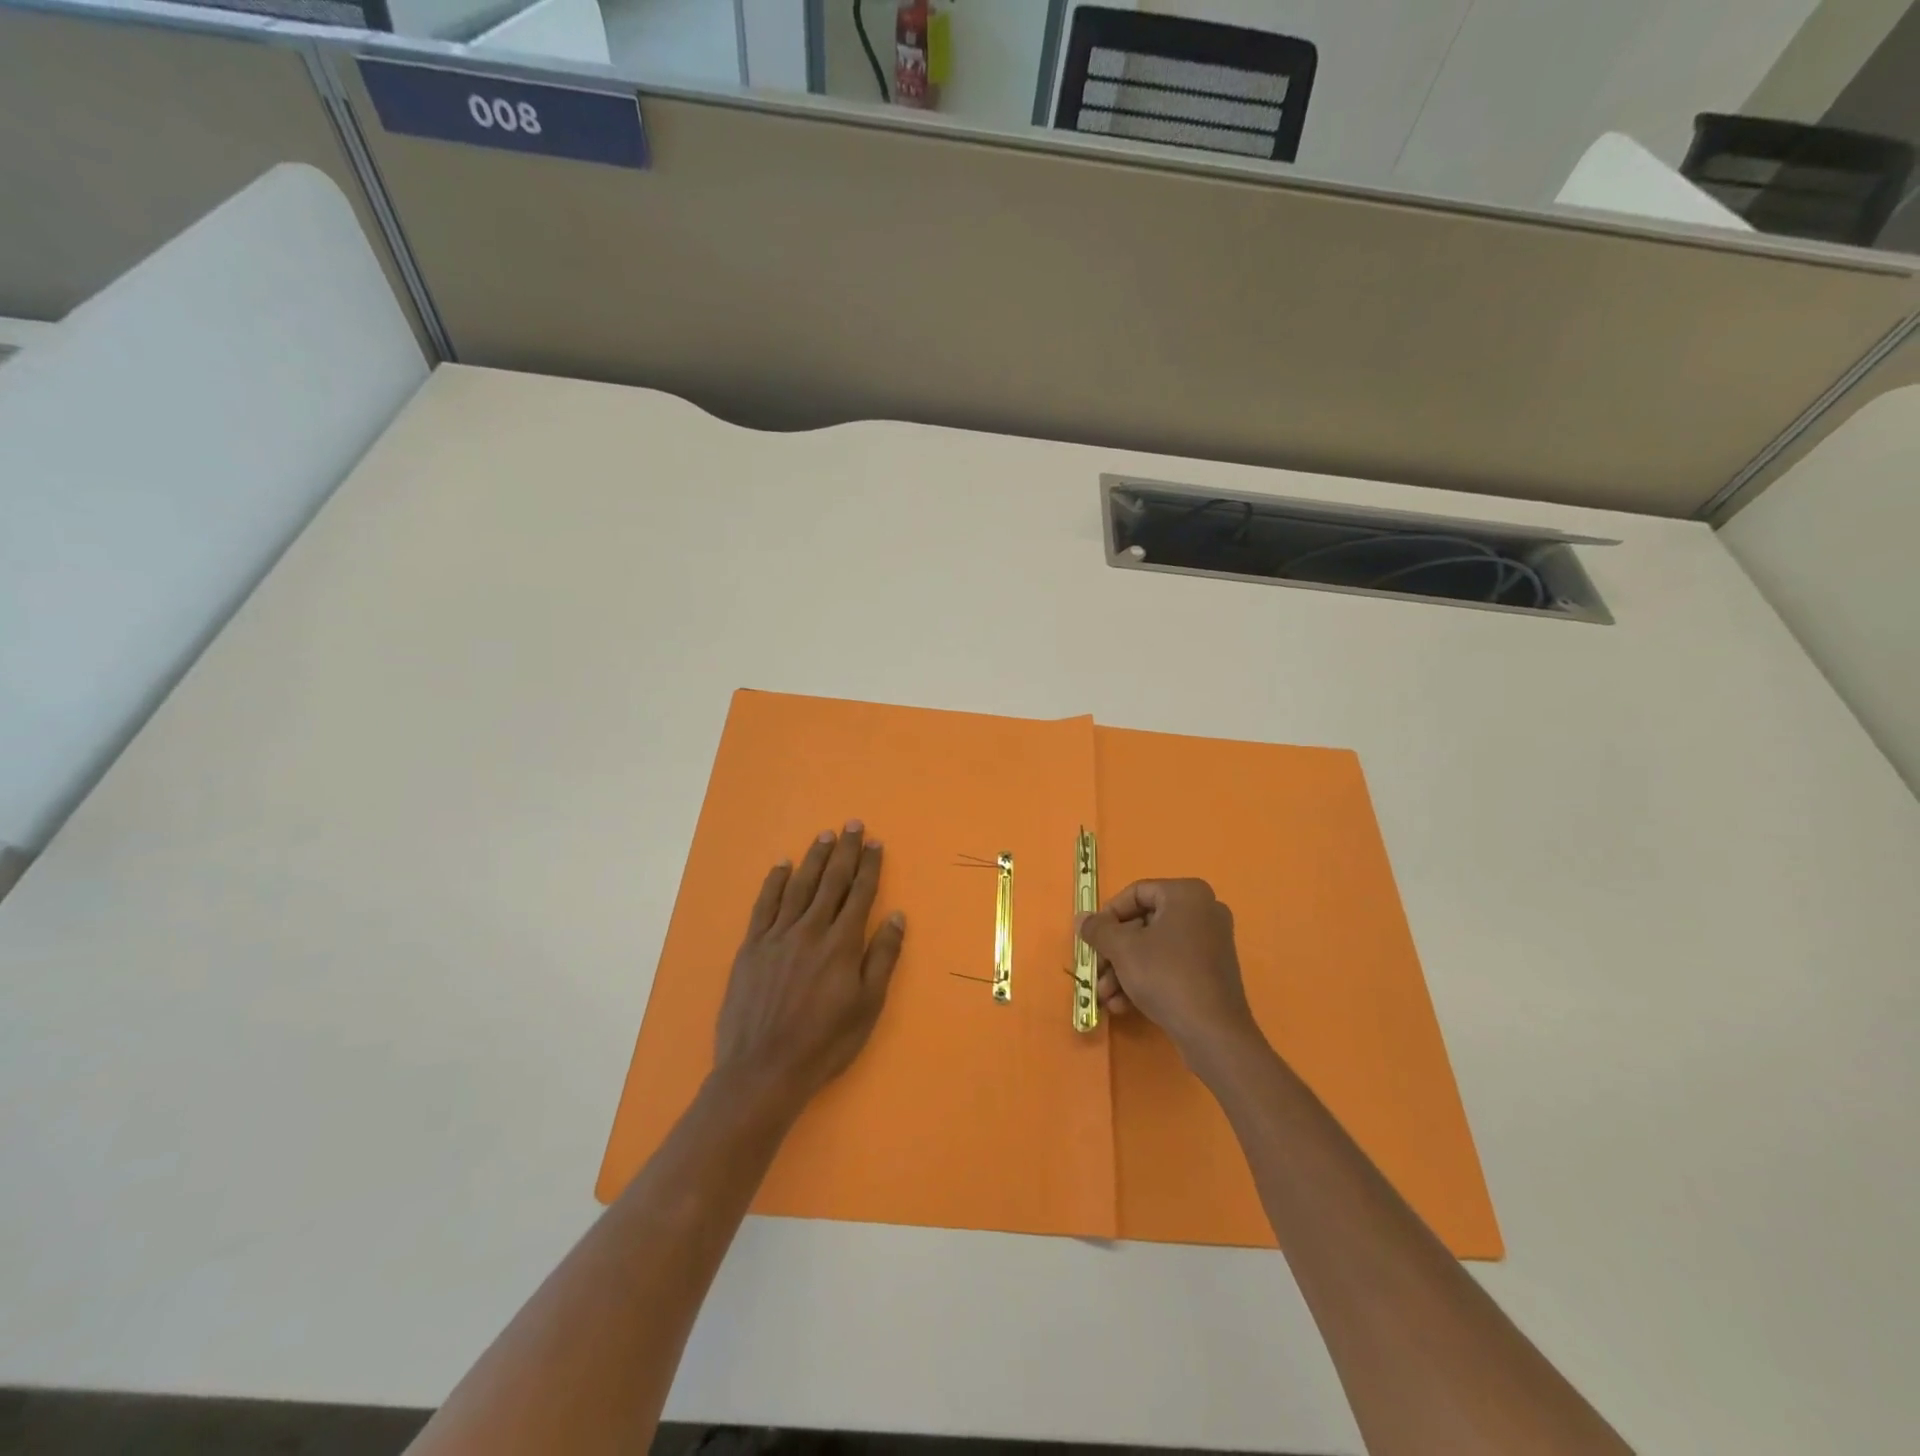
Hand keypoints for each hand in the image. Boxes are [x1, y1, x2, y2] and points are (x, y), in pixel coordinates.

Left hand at [712, 822, 905, 1112]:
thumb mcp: (867, 1006)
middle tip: (852, 825)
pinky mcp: (751, 947)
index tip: (875, 843)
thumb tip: (897, 916)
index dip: (869, 866)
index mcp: (841, 944)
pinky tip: (781, 865)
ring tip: (824, 836)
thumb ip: (882, 957)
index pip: (860, 894)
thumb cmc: (824, 1042)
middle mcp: (810, 930)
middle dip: (845, 851)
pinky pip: (764, 905)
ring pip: (799, 886)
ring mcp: (777, 936)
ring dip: (813, 858)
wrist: (763, 1069)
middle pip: (831, 881)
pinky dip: (773, 882)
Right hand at [1077, 878, 1262, 1070]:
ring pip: (1154, 948)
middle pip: (1143, 924)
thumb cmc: (1166, 976)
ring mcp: (1210, 943)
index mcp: (1187, 894)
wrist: (1214, 1034)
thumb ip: (1098, 929)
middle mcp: (1203, 912)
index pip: (1136, 893)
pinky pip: (1170, 965)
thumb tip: (1082, 918)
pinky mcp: (1211, 972)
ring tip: (1105, 996)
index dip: (1108, 915)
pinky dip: (1145, 980)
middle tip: (1095, 971)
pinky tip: (1123, 1006)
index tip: (1092, 938)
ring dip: (1124, 970)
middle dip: (1114, 952)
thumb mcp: (1123, 949)